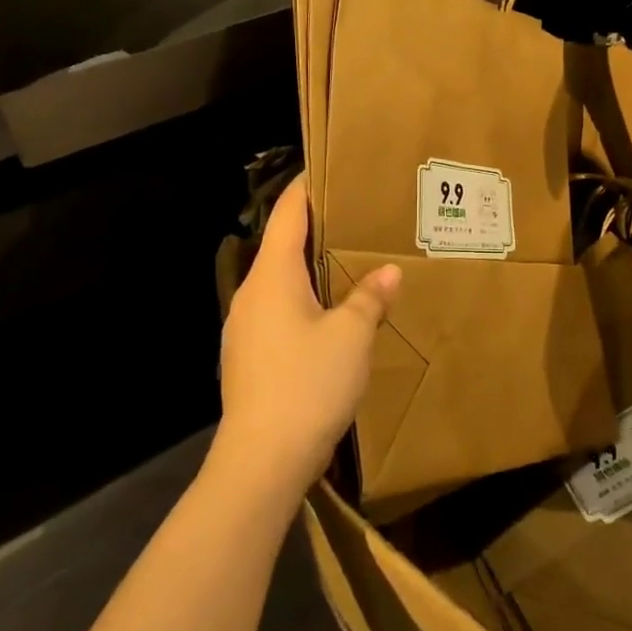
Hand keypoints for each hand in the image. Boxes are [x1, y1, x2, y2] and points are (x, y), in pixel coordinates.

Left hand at [215, 174, 399, 494]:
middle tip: (354, 216)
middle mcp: (250, 294)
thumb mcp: (351, 335)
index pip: (286, 214)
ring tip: (348, 262)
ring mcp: (244, 328)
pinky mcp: (248, 357)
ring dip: (309, 267)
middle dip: (314, 228)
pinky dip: (303, 299)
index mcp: (271, 276)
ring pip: (279, 281)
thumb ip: (369, 298)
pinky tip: (329, 315)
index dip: (305, 187)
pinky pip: (278, 311)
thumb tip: (387, 272)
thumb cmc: (307, 384)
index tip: (327, 168)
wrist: (261, 462)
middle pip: (281, 245)